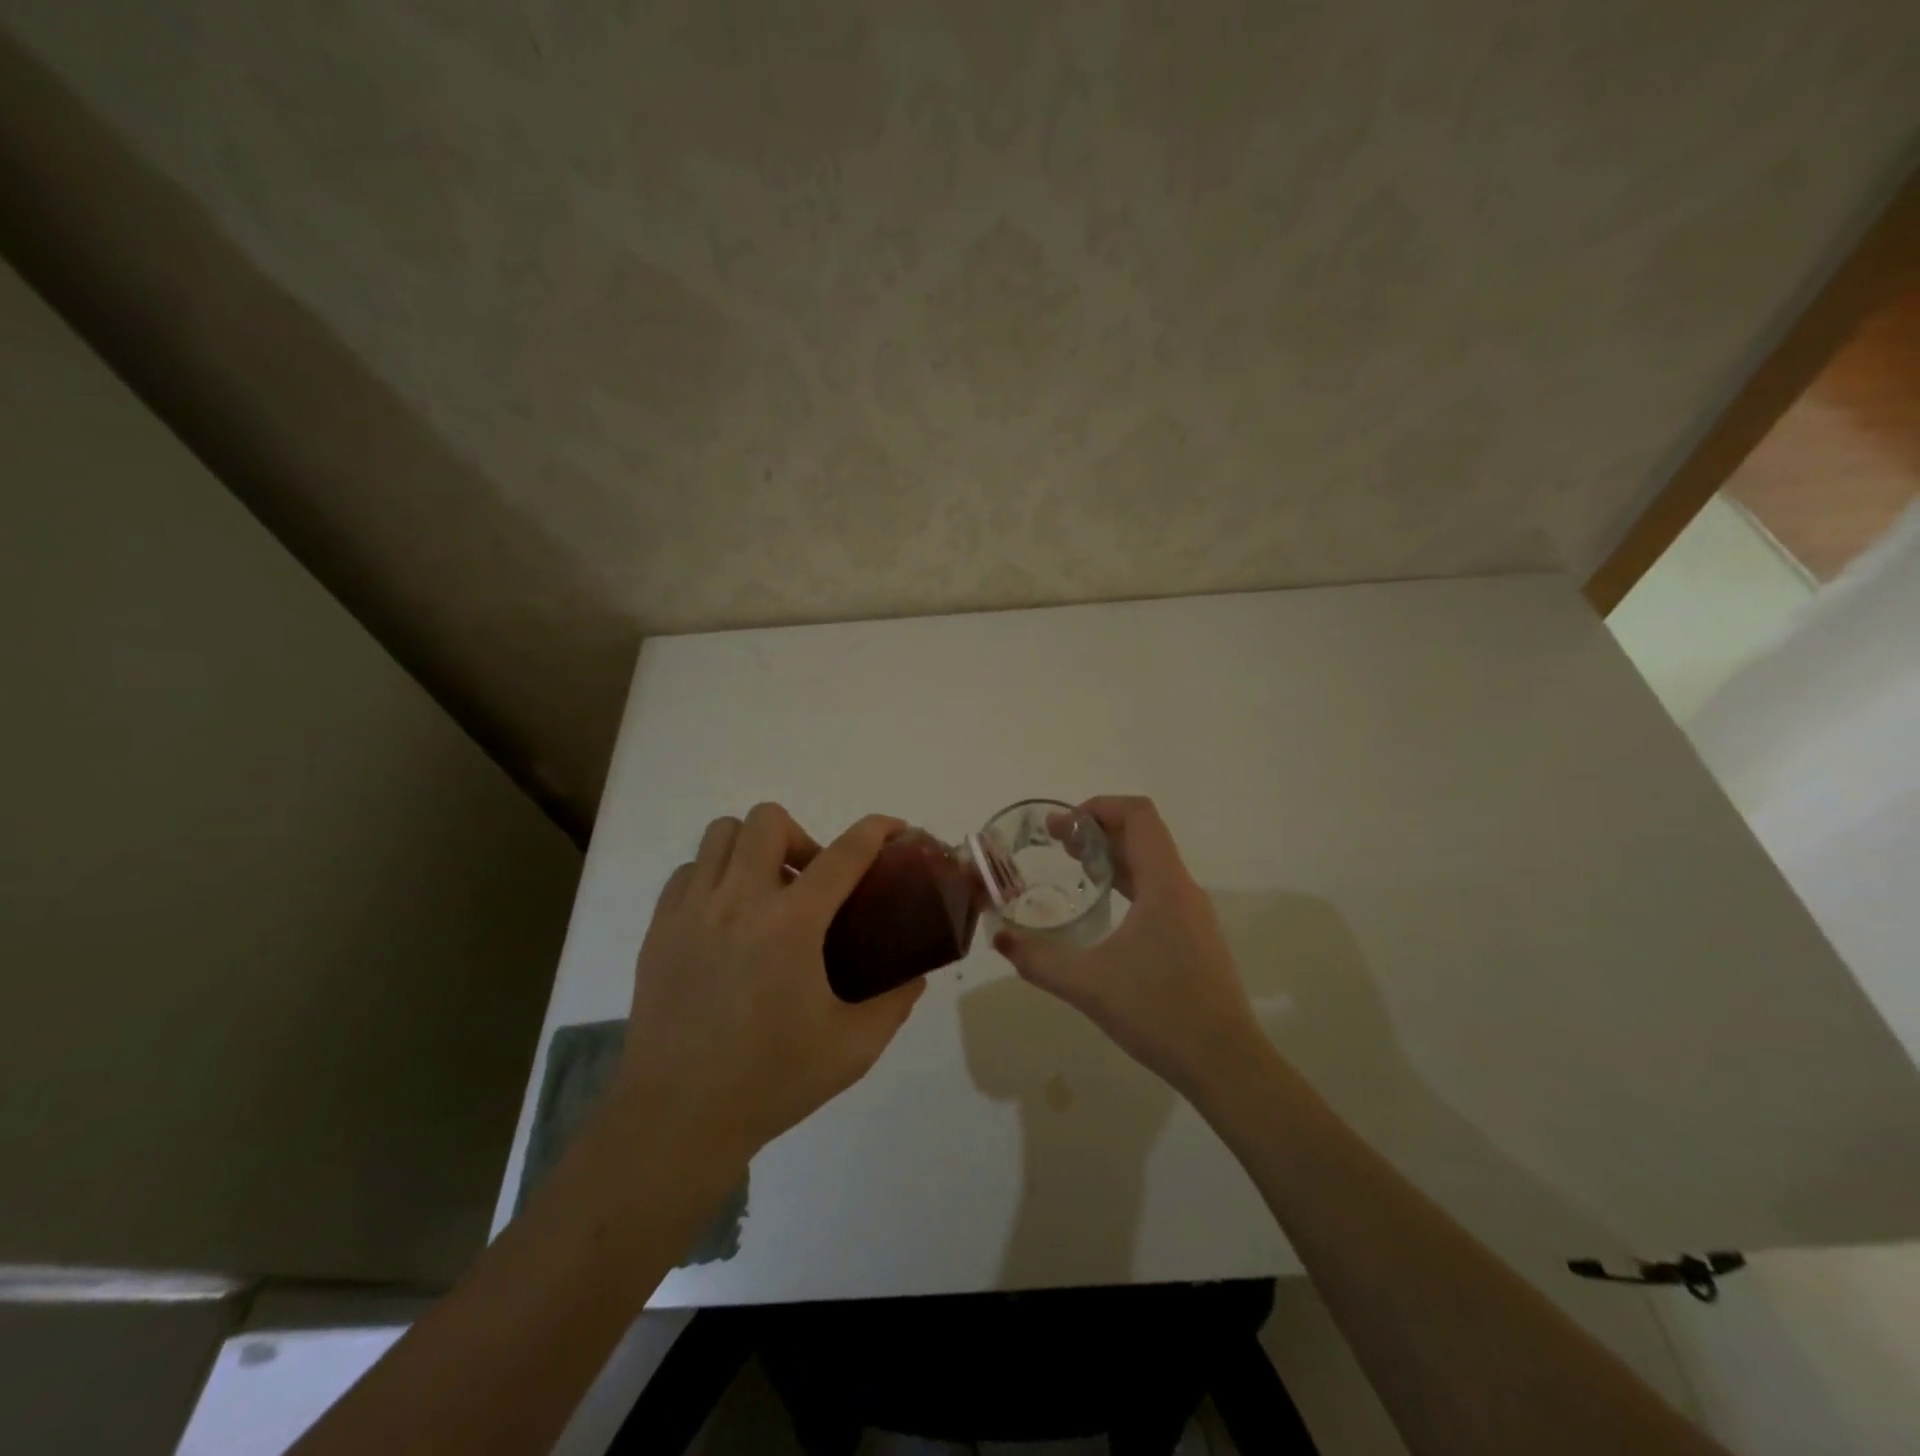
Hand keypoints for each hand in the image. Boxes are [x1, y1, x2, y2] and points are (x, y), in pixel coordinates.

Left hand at [612, 804, 924, 1163]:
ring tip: (767, 894)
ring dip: (754, 848)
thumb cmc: (771, 1081)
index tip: (894, 829)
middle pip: (769, 820)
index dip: (876, 831)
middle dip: (802, 837)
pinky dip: (714, 876)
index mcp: (792, 924)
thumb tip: (915, 975)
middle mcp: (739, 901)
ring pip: (722, 834)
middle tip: (812, 883)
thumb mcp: (853, 1047)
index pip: (844, 853)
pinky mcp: (659, 929)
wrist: (676, 1120)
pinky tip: (726, 918)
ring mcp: (691, 911)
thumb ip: (894, 1003)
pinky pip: (687, 871)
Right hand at [993, 796, 1261, 1094]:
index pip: (1139, 815)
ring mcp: (1193, 914)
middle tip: (1056, 843)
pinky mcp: (1195, 937)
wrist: (1226, 1064)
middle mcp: (1183, 889)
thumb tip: (1000, 939)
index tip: (1062, 826)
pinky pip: (1158, 889)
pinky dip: (1127, 882)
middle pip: (1144, 834)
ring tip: (1074, 869)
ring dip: (1113, 855)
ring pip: (1152, 863)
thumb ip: (1038, 960)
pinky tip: (1103, 910)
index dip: (1099, 807)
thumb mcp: (1088, 985)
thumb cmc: (1160, 1013)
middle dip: (1098, 829)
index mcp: (1164, 884)